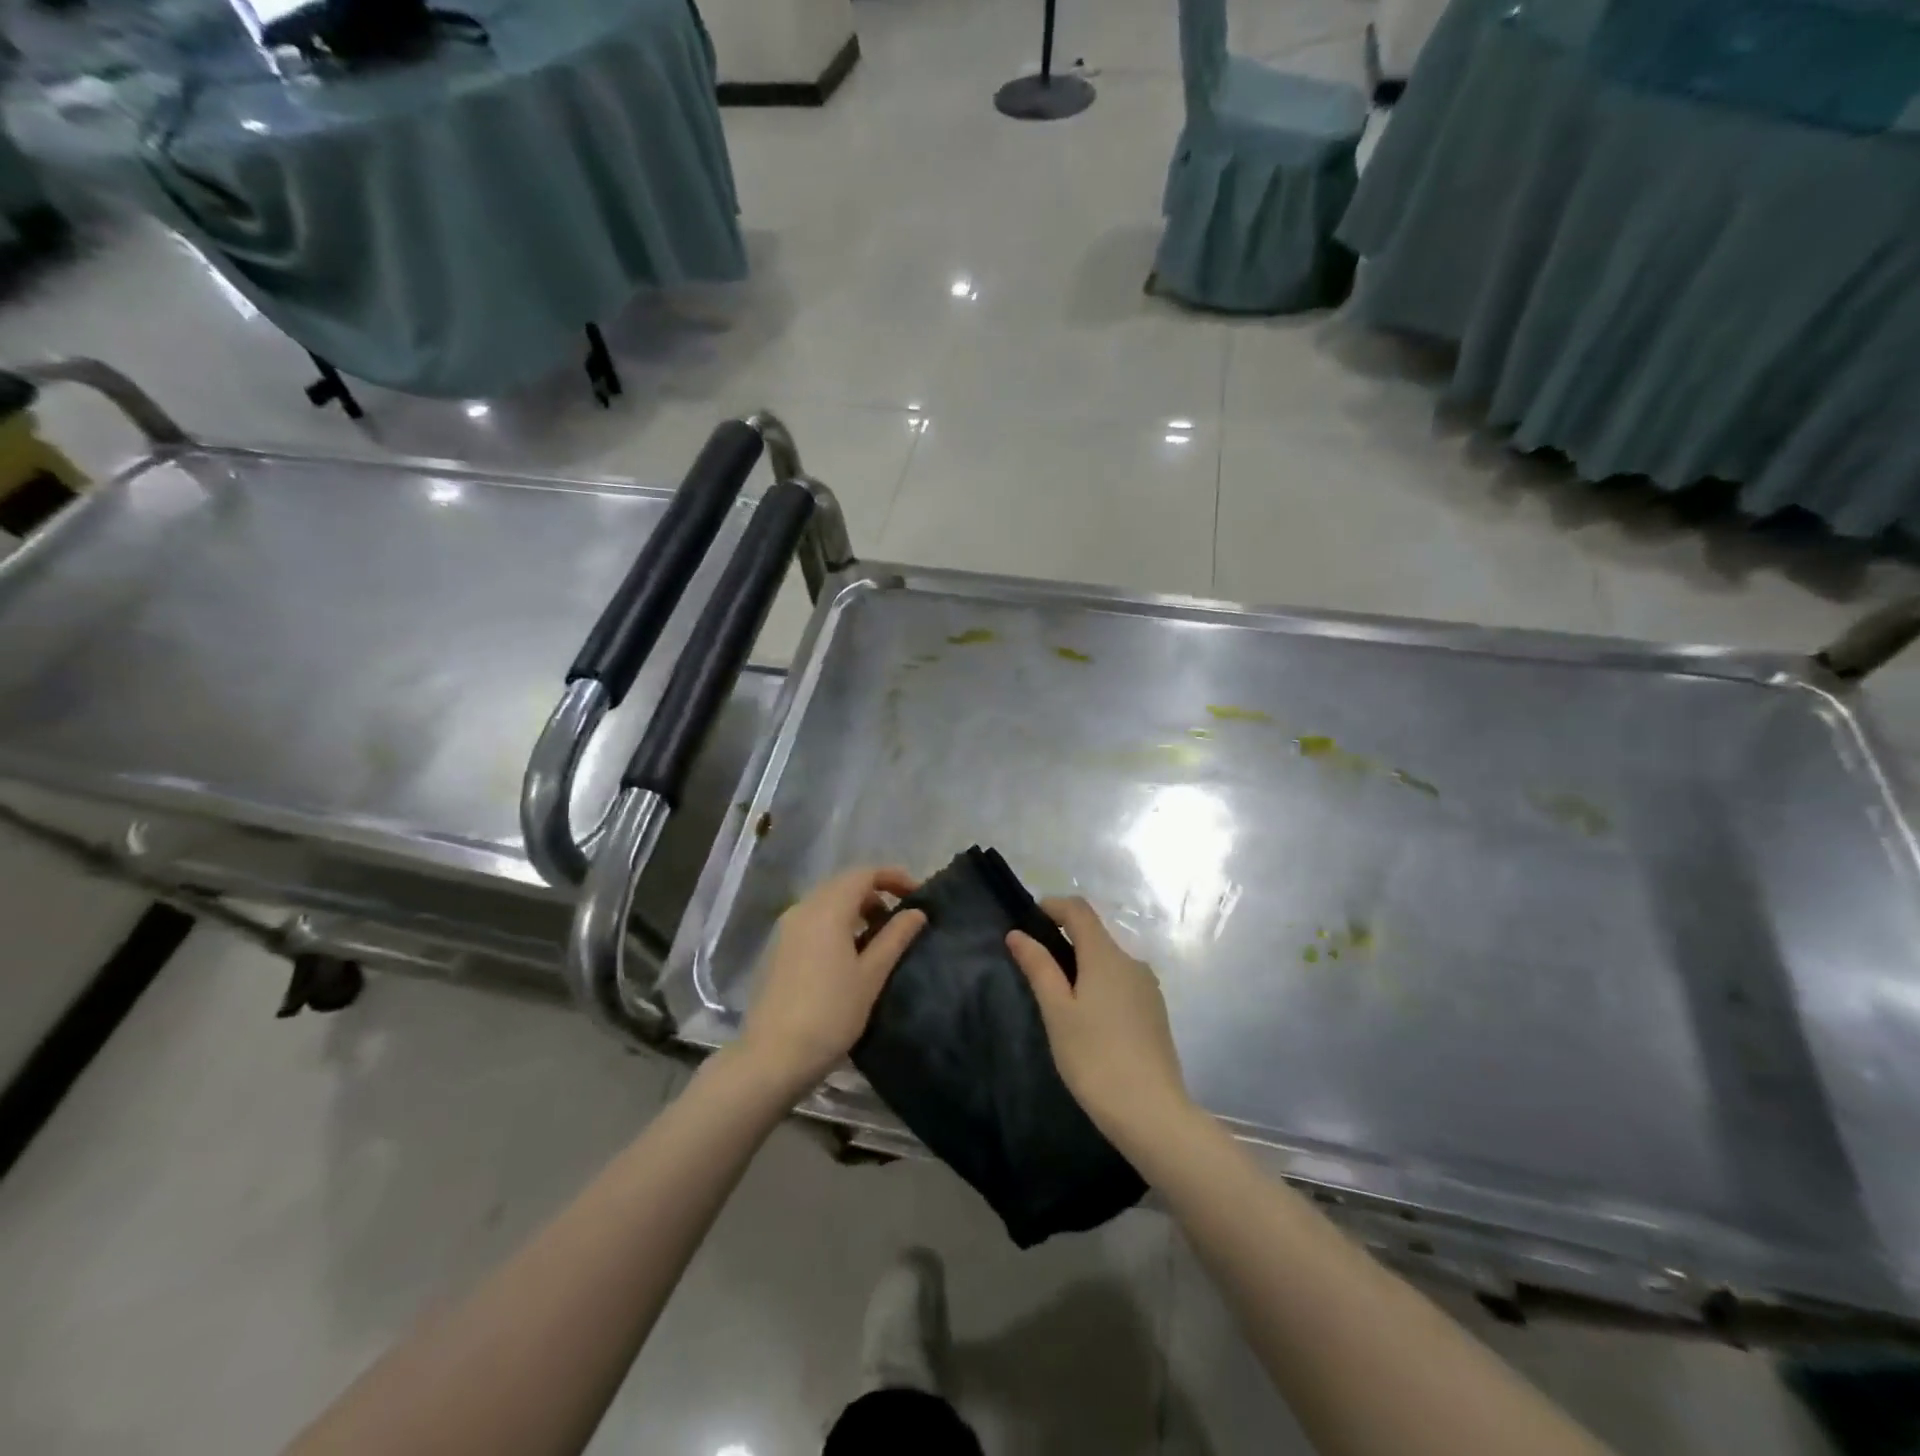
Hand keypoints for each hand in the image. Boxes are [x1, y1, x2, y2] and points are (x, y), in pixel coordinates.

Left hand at [735, 866, 925, 1099]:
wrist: (773, 1057)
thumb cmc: (831, 1014)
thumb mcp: (871, 975)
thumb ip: (895, 937)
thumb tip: (916, 912)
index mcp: (827, 909)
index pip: (864, 873)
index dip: (894, 877)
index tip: (917, 895)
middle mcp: (803, 909)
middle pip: (844, 884)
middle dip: (876, 893)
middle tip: (900, 919)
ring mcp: (786, 929)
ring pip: (827, 902)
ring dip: (856, 909)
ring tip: (878, 938)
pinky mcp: (777, 948)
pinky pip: (812, 920)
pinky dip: (836, 923)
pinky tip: (848, 954)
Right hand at [1007, 897, 1190, 1144]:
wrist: (1151, 1112)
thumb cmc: (1094, 1058)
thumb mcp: (1057, 1012)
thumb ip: (1039, 967)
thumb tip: (1018, 934)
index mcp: (1106, 955)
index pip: (1079, 910)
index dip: (1052, 906)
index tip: (1028, 921)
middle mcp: (1132, 962)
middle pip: (1094, 935)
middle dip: (1063, 939)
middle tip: (1034, 967)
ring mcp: (1147, 987)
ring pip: (1108, 961)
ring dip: (1081, 965)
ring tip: (1056, 999)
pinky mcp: (1154, 1012)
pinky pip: (1121, 983)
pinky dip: (1099, 985)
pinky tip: (1086, 1020)